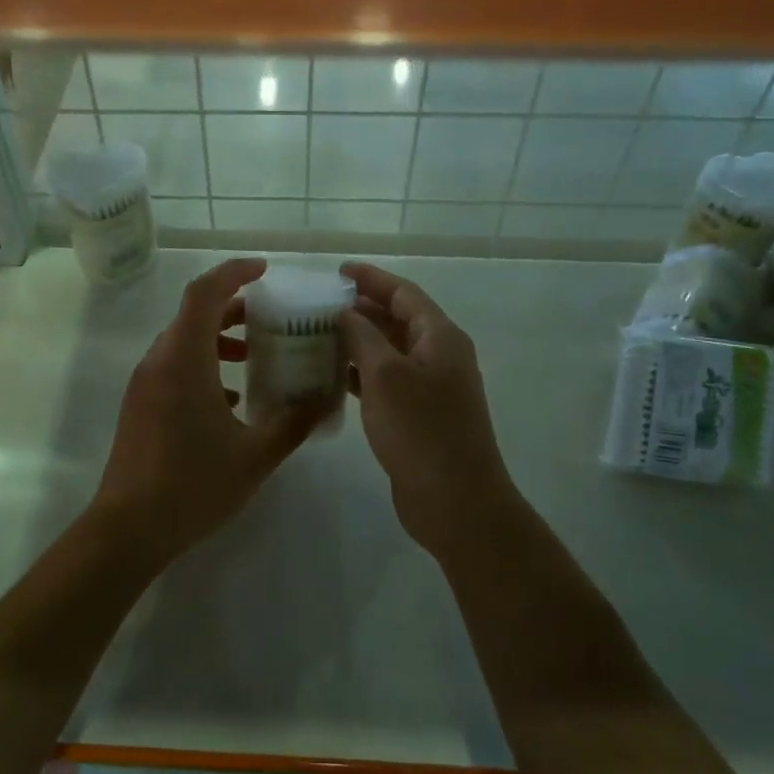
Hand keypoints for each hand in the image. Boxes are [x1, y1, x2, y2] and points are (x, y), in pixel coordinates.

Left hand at [92, 258, 319, 560]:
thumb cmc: (193, 485)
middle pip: (194, 314)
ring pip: (183, 341)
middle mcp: (159, 361)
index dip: (234, 272)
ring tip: (254, 355)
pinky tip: (230, 399)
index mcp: (184, 359)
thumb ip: (293, 423)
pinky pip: (173, 367)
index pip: (205, 293)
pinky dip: (203, 366)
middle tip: (270, 317)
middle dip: (233, 307)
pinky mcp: (140, 405)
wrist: (128, 529)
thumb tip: (323, 400)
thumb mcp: (256, 456)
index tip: (264, 270)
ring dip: (218, 339)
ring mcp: (144, 383)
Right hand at [338, 261, 517, 553]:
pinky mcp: (419, 416)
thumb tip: (345, 312)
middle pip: (398, 320)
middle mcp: (440, 356)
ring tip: (318, 336)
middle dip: (361, 309)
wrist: (455, 501)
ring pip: (390, 352)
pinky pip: (387, 382)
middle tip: (319, 305)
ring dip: (358, 342)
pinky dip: (361, 374)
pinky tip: (331, 377)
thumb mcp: (385, 376)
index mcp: (441, 337)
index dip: (371, 279)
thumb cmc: (421, 431)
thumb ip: (362, 336)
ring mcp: (431, 388)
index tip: (338, 271)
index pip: (404, 293)